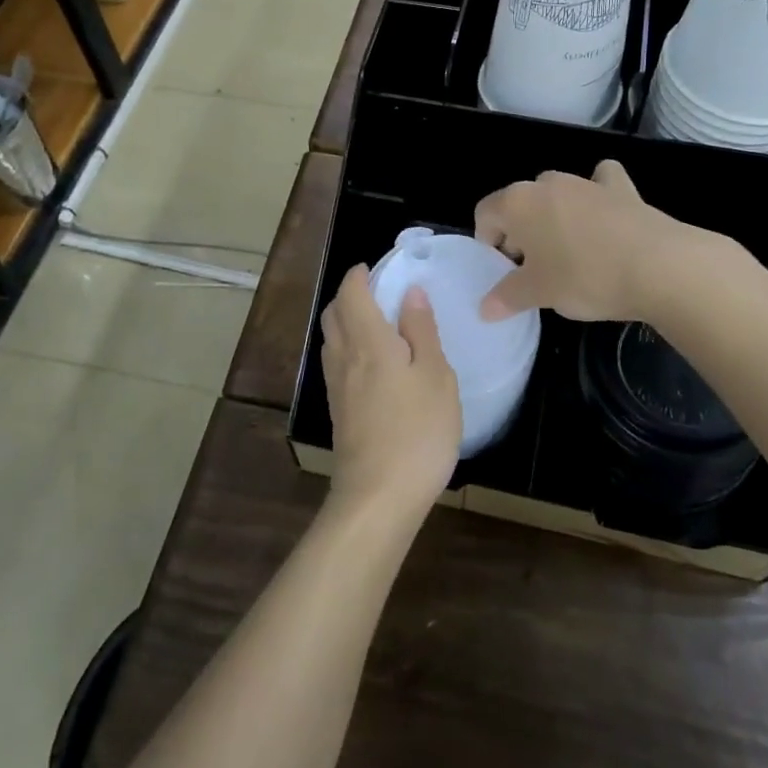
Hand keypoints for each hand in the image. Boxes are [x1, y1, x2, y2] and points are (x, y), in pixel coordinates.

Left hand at [319, 266, 461, 518]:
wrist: (377, 498)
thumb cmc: (416, 432)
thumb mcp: (435, 376)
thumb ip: (421, 331)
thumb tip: (411, 293)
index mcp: (368, 341)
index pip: (350, 293)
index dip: (359, 275)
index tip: (377, 269)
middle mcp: (344, 357)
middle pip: (333, 313)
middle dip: (349, 295)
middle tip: (378, 294)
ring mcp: (336, 387)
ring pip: (331, 339)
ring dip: (346, 322)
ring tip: (378, 326)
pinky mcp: (338, 412)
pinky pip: (336, 364)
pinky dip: (349, 349)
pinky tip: (373, 366)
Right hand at [475, 160, 689, 322]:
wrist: (659, 266)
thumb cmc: (584, 277)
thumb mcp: (539, 294)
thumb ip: (507, 297)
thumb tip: (485, 308)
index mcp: (517, 203)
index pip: (485, 213)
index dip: (488, 242)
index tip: (504, 270)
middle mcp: (548, 184)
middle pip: (520, 203)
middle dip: (521, 231)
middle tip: (535, 268)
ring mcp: (586, 182)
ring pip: (557, 193)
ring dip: (554, 216)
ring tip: (569, 252)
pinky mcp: (622, 188)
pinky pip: (601, 182)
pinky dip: (598, 193)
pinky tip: (604, 215)